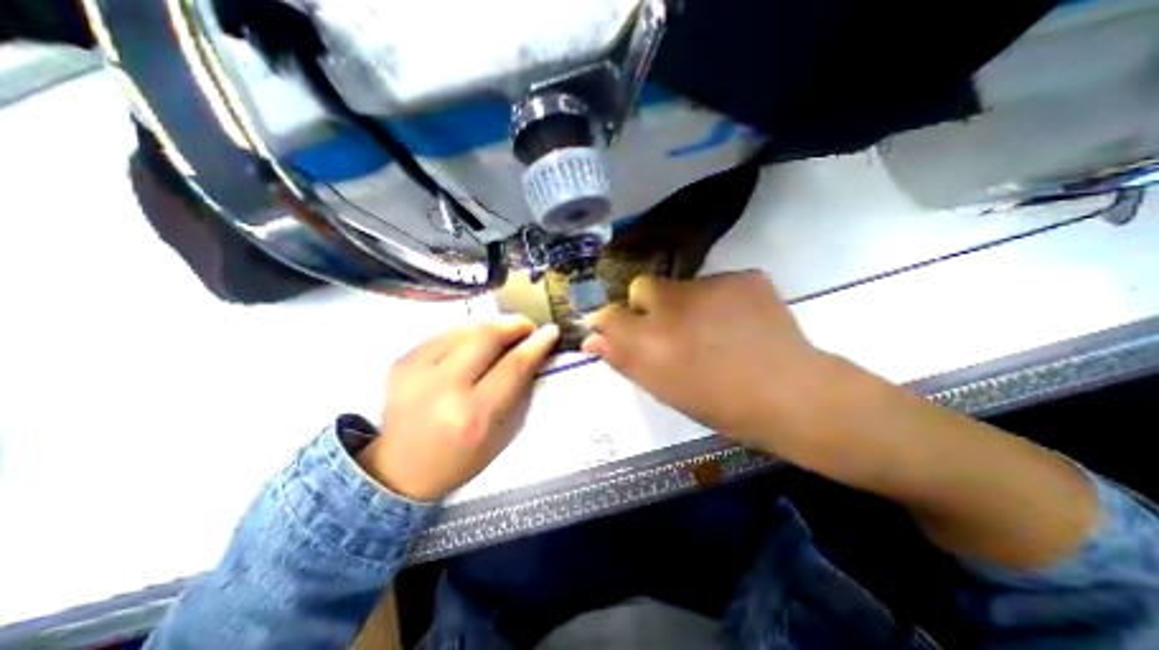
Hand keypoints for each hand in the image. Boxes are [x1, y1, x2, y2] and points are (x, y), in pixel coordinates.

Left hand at [361, 317, 560, 500]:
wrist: (400, 471)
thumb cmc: (461, 458)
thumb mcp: (501, 433)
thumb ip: (519, 389)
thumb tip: (533, 352)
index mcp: (473, 415)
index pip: (513, 365)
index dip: (537, 343)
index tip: (551, 331)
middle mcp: (443, 389)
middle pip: (487, 335)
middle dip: (514, 324)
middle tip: (527, 327)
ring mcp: (416, 371)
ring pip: (465, 327)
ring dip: (492, 324)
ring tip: (504, 332)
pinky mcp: (401, 362)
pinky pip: (443, 332)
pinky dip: (467, 331)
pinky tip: (475, 340)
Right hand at [585, 271, 849, 449]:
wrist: (791, 395)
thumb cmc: (718, 403)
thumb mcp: (662, 388)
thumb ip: (622, 359)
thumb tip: (591, 339)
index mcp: (649, 338)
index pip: (608, 315)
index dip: (610, 321)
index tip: (619, 329)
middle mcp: (672, 303)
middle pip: (642, 287)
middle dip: (648, 305)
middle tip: (672, 330)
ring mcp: (711, 285)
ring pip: (682, 285)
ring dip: (687, 303)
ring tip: (714, 331)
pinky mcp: (744, 277)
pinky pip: (718, 283)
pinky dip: (721, 300)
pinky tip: (740, 322)